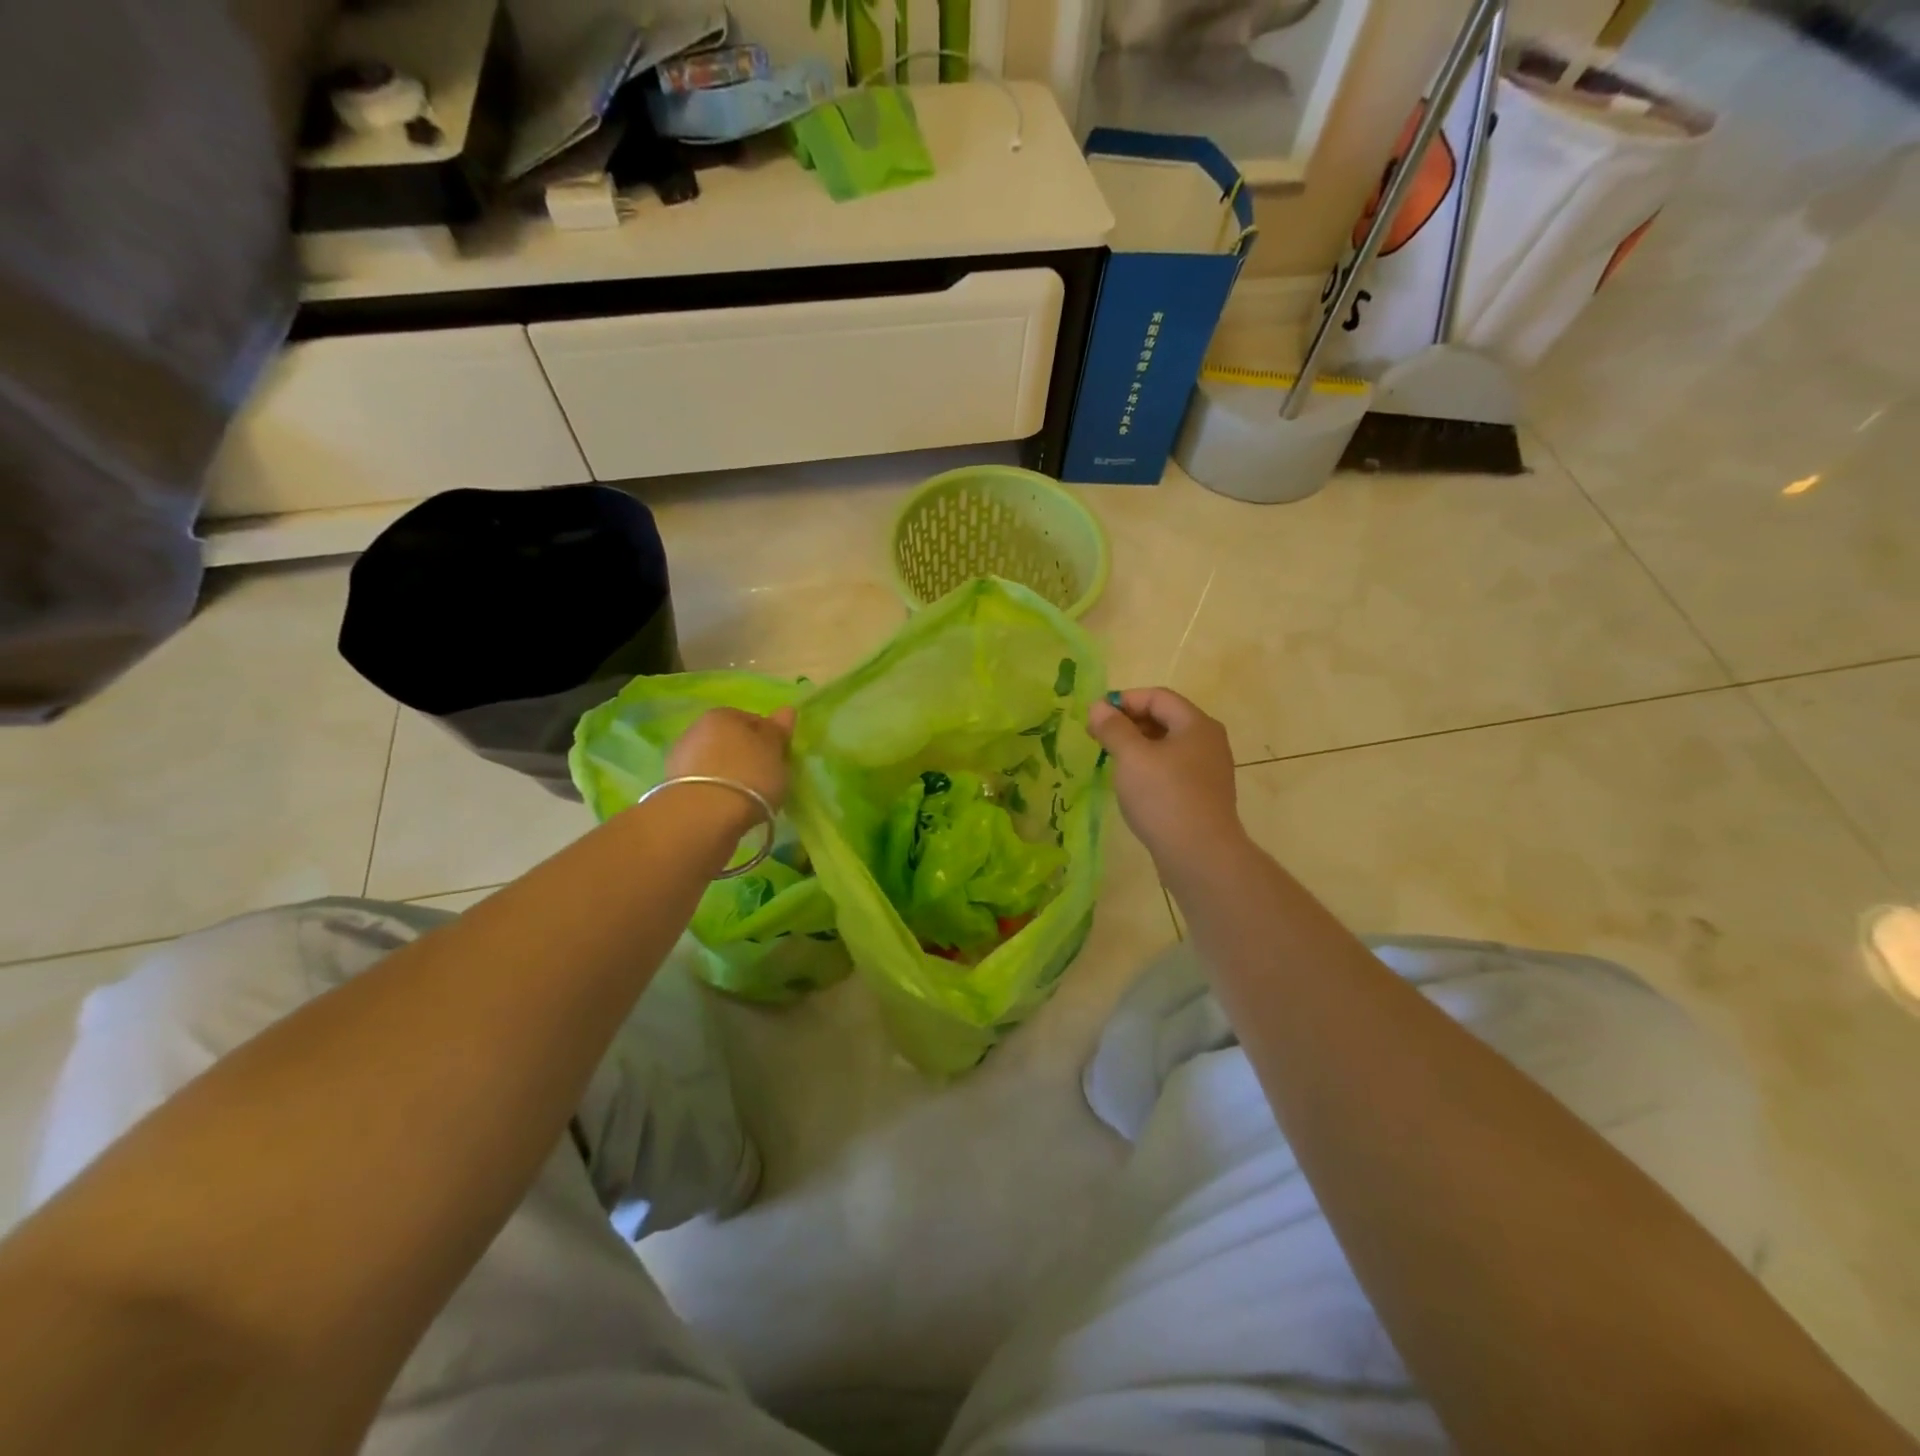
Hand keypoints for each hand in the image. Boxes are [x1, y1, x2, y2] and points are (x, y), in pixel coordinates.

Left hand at [664, 706, 796, 818]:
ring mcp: (681, 758)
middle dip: (747, 756)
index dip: (770, 739)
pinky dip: (716, 792)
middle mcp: (697, 729)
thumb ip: (778, 731)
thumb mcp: (774, 752)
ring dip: (729, 775)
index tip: (780, 759)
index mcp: (724, 715)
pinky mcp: (672, 786)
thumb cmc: (748, 775)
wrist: (702, 815)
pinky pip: (704, 784)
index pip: (754, 721)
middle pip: (732, 741)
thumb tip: (786, 710)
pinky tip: (726, 807)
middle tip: (766, 779)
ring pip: (716, 762)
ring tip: (746, 798)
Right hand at [1088, 688, 1246, 876]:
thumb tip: (1099, 707)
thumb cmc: (1164, 797)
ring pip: (1168, 746)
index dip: (1124, 700)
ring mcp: (1209, 770)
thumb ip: (1113, 728)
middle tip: (1098, 737)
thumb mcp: (1132, 757)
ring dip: (1138, 746)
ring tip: (1111, 760)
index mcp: (1196, 724)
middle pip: (1165, 718)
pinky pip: (1173, 769)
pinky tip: (1133, 785)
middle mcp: (1208, 741)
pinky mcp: (1204, 795)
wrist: (1200, 855)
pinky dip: (1150, 767)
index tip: (1095, 717)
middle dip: (1129, 723)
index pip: (1157, 697)